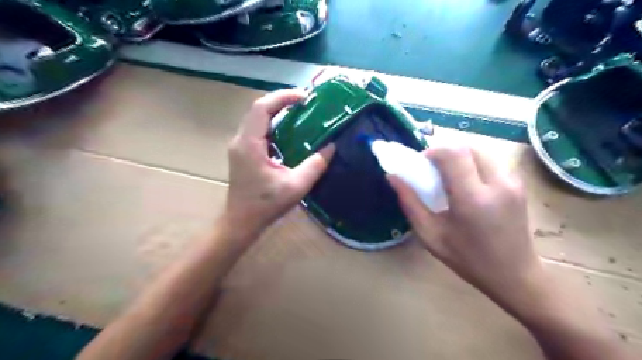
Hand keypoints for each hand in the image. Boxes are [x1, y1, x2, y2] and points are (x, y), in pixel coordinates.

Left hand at [226, 88, 335, 243]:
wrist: (241, 222)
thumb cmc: (265, 206)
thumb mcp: (295, 187)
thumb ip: (315, 166)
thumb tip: (332, 147)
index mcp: (249, 144)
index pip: (262, 108)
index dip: (282, 97)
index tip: (305, 97)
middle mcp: (240, 140)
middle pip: (258, 109)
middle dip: (282, 101)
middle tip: (306, 102)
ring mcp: (240, 146)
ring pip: (257, 118)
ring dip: (277, 111)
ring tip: (300, 111)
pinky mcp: (243, 152)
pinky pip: (258, 130)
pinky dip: (274, 124)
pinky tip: (290, 130)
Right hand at [386, 146, 540, 303]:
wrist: (516, 276)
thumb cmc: (468, 259)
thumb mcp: (431, 235)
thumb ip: (410, 203)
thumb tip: (392, 177)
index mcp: (473, 198)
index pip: (453, 153)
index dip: (433, 152)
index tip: (422, 165)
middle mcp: (497, 183)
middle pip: (466, 146)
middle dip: (444, 152)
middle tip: (432, 170)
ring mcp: (512, 181)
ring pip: (479, 150)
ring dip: (459, 156)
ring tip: (448, 176)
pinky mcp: (519, 183)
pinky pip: (490, 160)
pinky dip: (472, 162)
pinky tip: (466, 182)